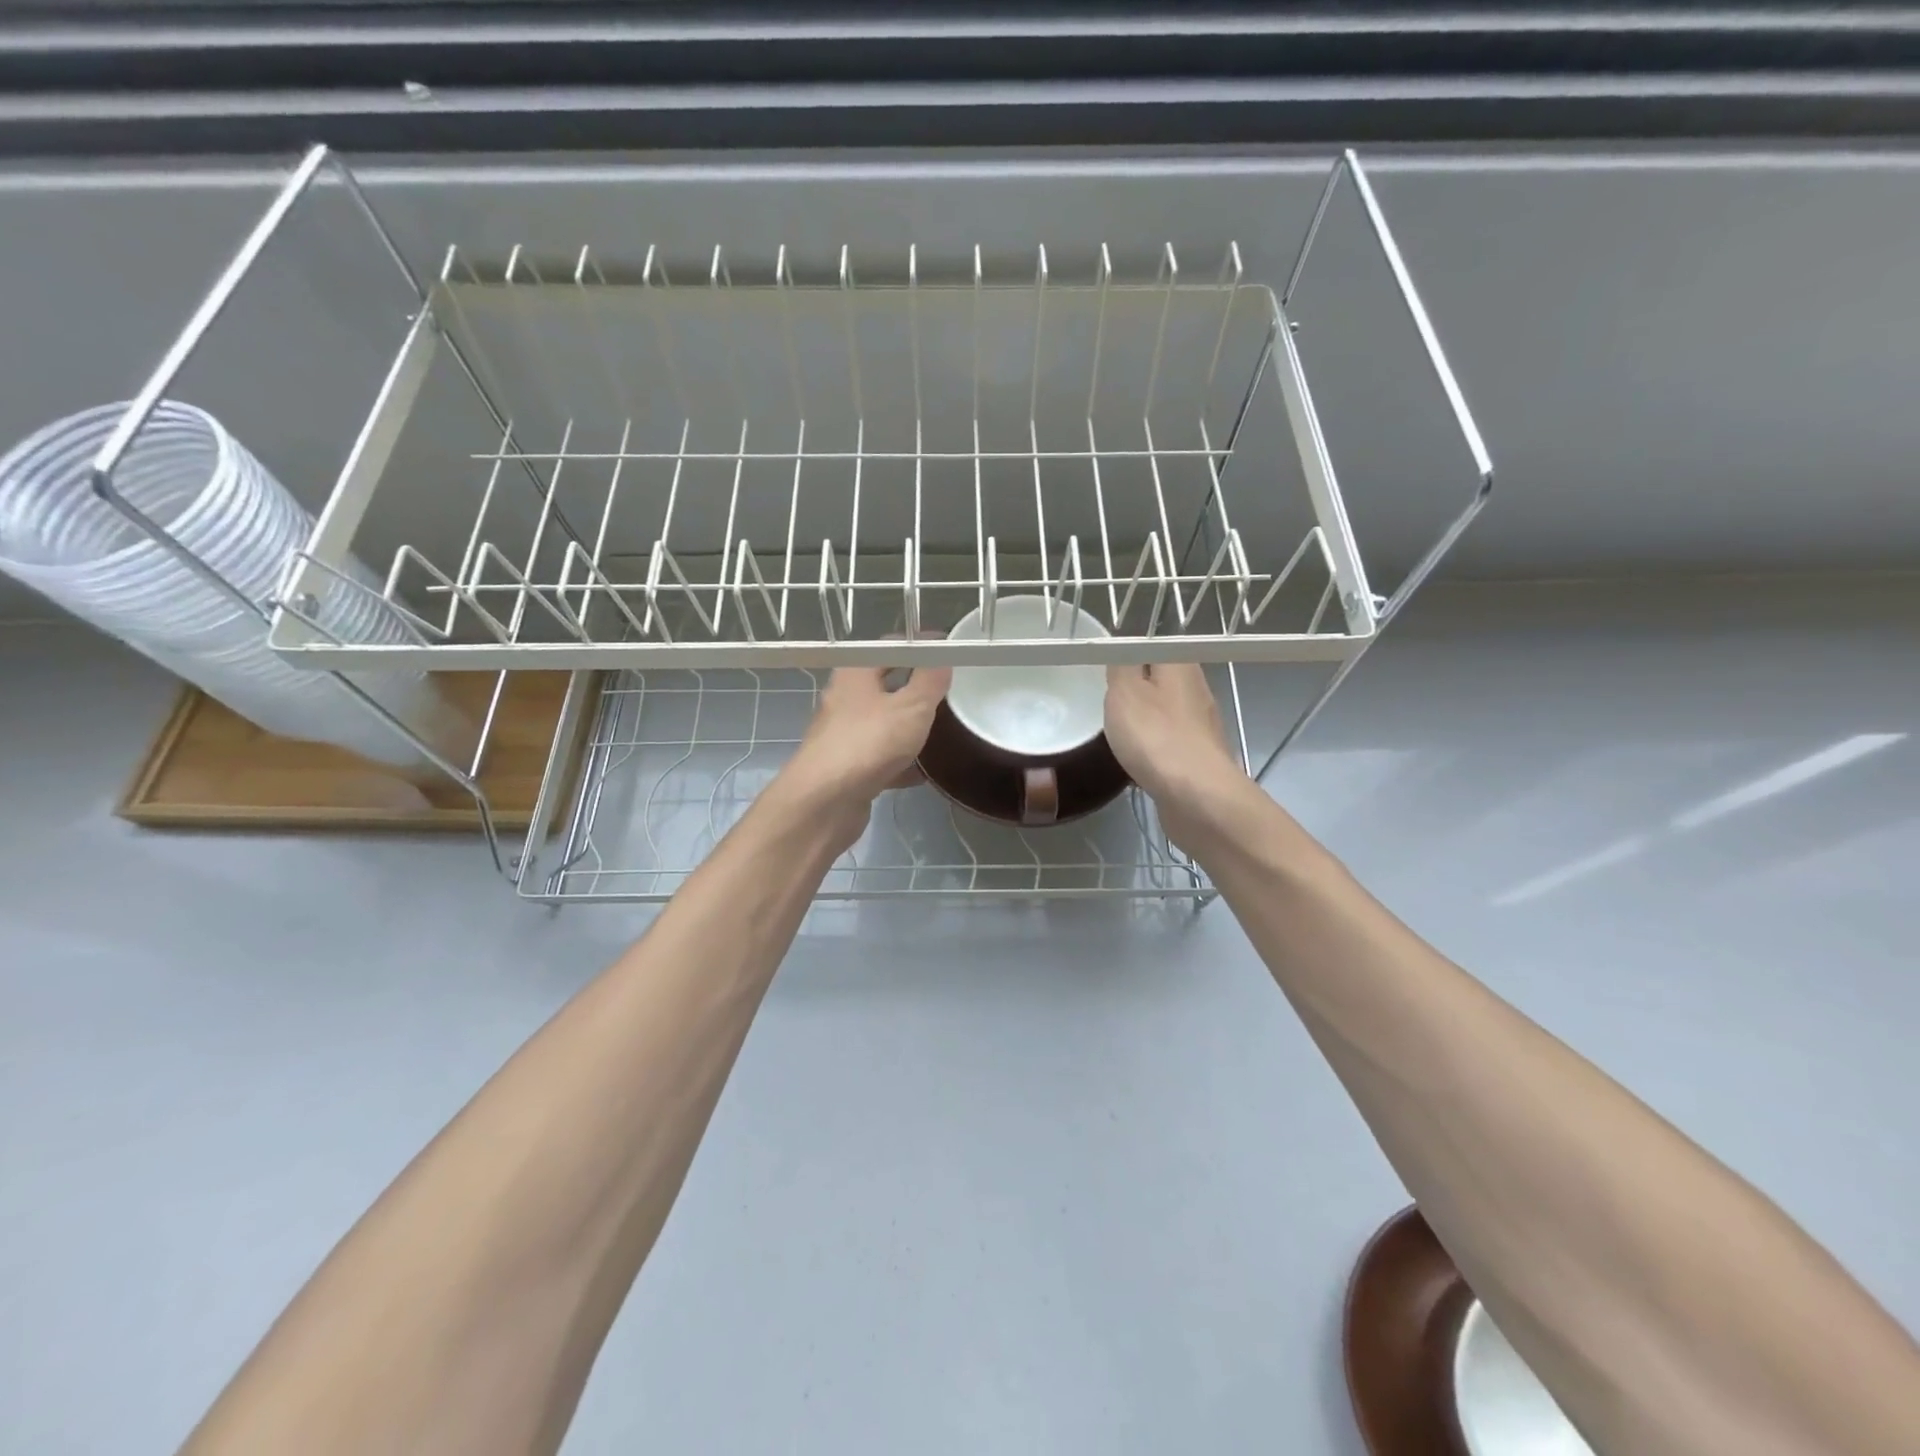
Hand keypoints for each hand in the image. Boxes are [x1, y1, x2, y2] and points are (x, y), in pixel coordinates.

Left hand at [777, 663, 952, 852]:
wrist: (825, 802)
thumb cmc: (869, 742)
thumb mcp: (912, 706)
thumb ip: (930, 679)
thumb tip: (941, 654)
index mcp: (855, 674)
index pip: (889, 648)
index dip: (918, 649)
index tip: (947, 655)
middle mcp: (844, 700)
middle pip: (884, 687)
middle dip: (915, 690)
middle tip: (949, 694)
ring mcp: (843, 736)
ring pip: (882, 724)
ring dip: (908, 728)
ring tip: (942, 731)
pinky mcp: (847, 769)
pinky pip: (881, 758)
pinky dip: (901, 763)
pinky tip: (924, 772)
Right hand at [1104, 663, 1248, 841]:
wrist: (1197, 796)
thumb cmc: (1156, 736)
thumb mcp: (1124, 690)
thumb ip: (1121, 664)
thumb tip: (1124, 646)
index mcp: (1180, 664)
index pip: (1153, 643)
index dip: (1128, 650)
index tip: (1104, 664)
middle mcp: (1197, 689)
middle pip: (1161, 677)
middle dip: (1135, 685)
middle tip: (1104, 694)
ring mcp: (1201, 725)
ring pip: (1165, 710)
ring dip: (1144, 717)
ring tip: (1115, 727)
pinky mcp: (1199, 756)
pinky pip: (1169, 740)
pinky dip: (1152, 745)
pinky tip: (1136, 757)